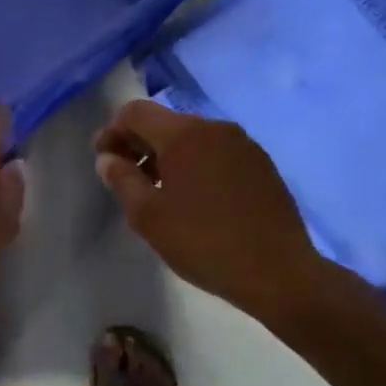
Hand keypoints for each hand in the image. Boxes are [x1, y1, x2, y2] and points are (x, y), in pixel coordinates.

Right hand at [94, 99, 333, 325]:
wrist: (280, 274)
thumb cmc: (204, 243)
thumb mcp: (148, 216)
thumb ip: (122, 180)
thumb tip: (107, 159)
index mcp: (184, 134)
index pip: (134, 112)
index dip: (112, 131)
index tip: (105, 161)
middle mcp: (215, 128)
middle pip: (164, 122)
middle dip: (139, 144)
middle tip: (127, 178)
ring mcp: (243, 145)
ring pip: (192, 138)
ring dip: (168, 156)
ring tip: (161, 192)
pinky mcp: (262, 165)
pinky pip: (217, 152)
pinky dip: (196, 165)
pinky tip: (196, 199)